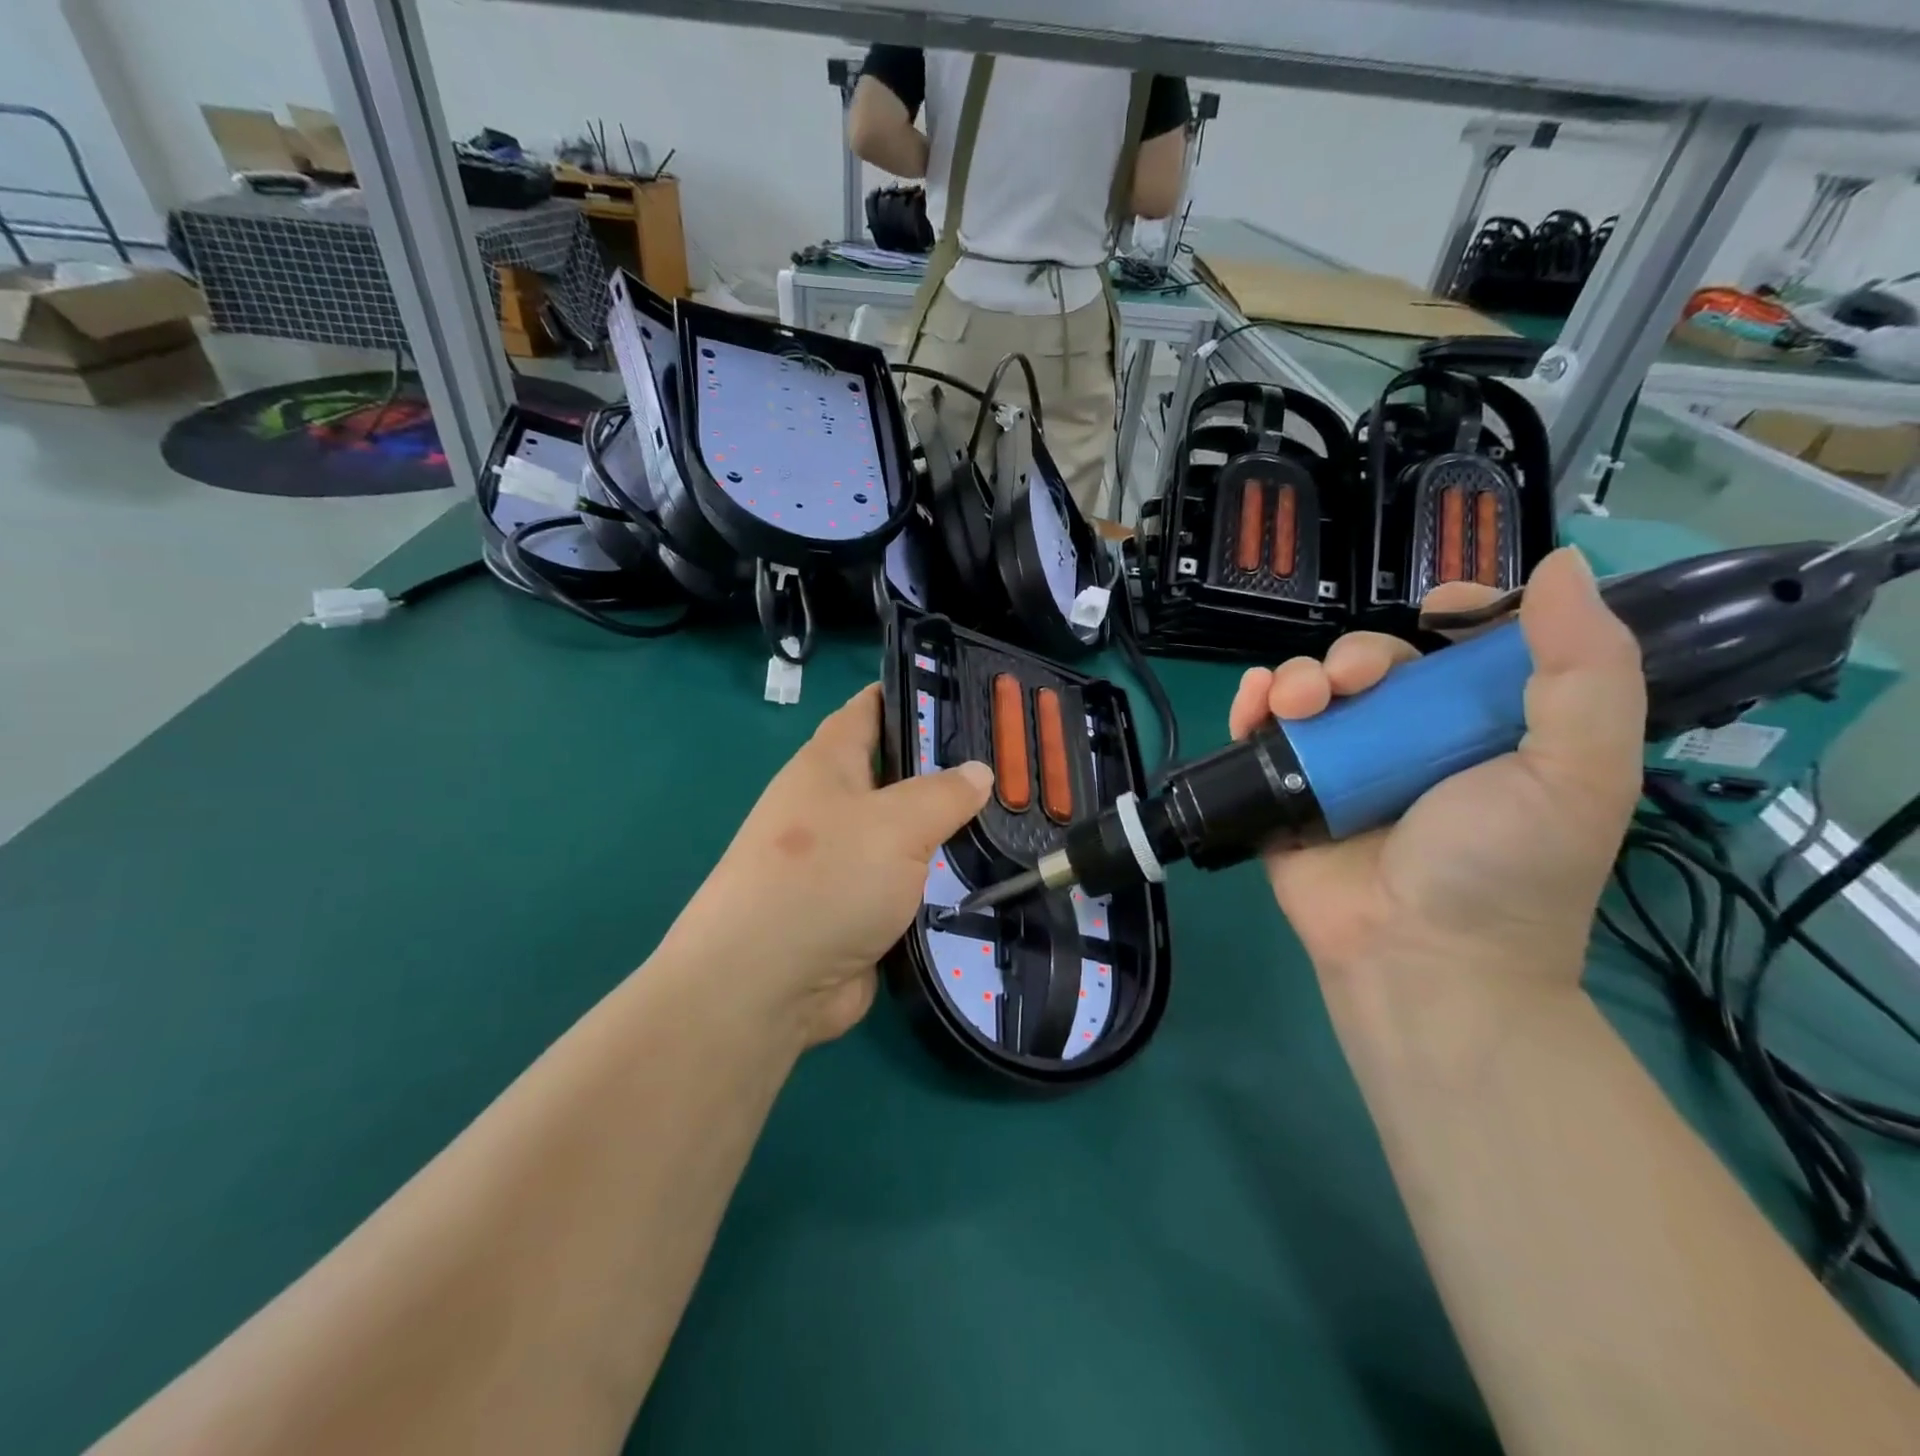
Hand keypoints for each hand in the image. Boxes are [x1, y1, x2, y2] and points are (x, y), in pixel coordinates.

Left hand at [663, 685, 991, 1049]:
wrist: (765, 986)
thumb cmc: (824, 878)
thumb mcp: (895, 823)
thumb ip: (943, 794)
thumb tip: (979, 771)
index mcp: (828, 766)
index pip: (870, 710)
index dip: (911, 694)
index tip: (967, 693)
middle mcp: (834, 808)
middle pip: (898, 775)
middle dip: (949, 771)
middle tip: (1016, 765)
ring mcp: (846, 862)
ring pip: (910, 836)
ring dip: (952, 834)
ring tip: (1019, 820)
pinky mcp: (860, 911)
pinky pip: (911, 886)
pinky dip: (943, 883)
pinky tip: (992, 878)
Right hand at [1228, 548, 1644, 990]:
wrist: (1417, 958)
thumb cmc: (1504, 867)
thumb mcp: (1578, 769)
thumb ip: (1585, 668)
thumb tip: (1564, 563)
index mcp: (1484, 729)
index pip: (1466, 650)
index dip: (1455, 616)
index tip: (1438, 610)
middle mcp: (1410, 741)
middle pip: (1374, 665)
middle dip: (1355, 656)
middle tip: (1347, 683)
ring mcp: (1341, 767)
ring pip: (1312, 691)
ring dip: (1297, 677)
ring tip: (1294, 703)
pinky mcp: (1286, 792)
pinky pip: (1262, 733)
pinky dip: (1250, 706)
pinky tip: (1252, 704)